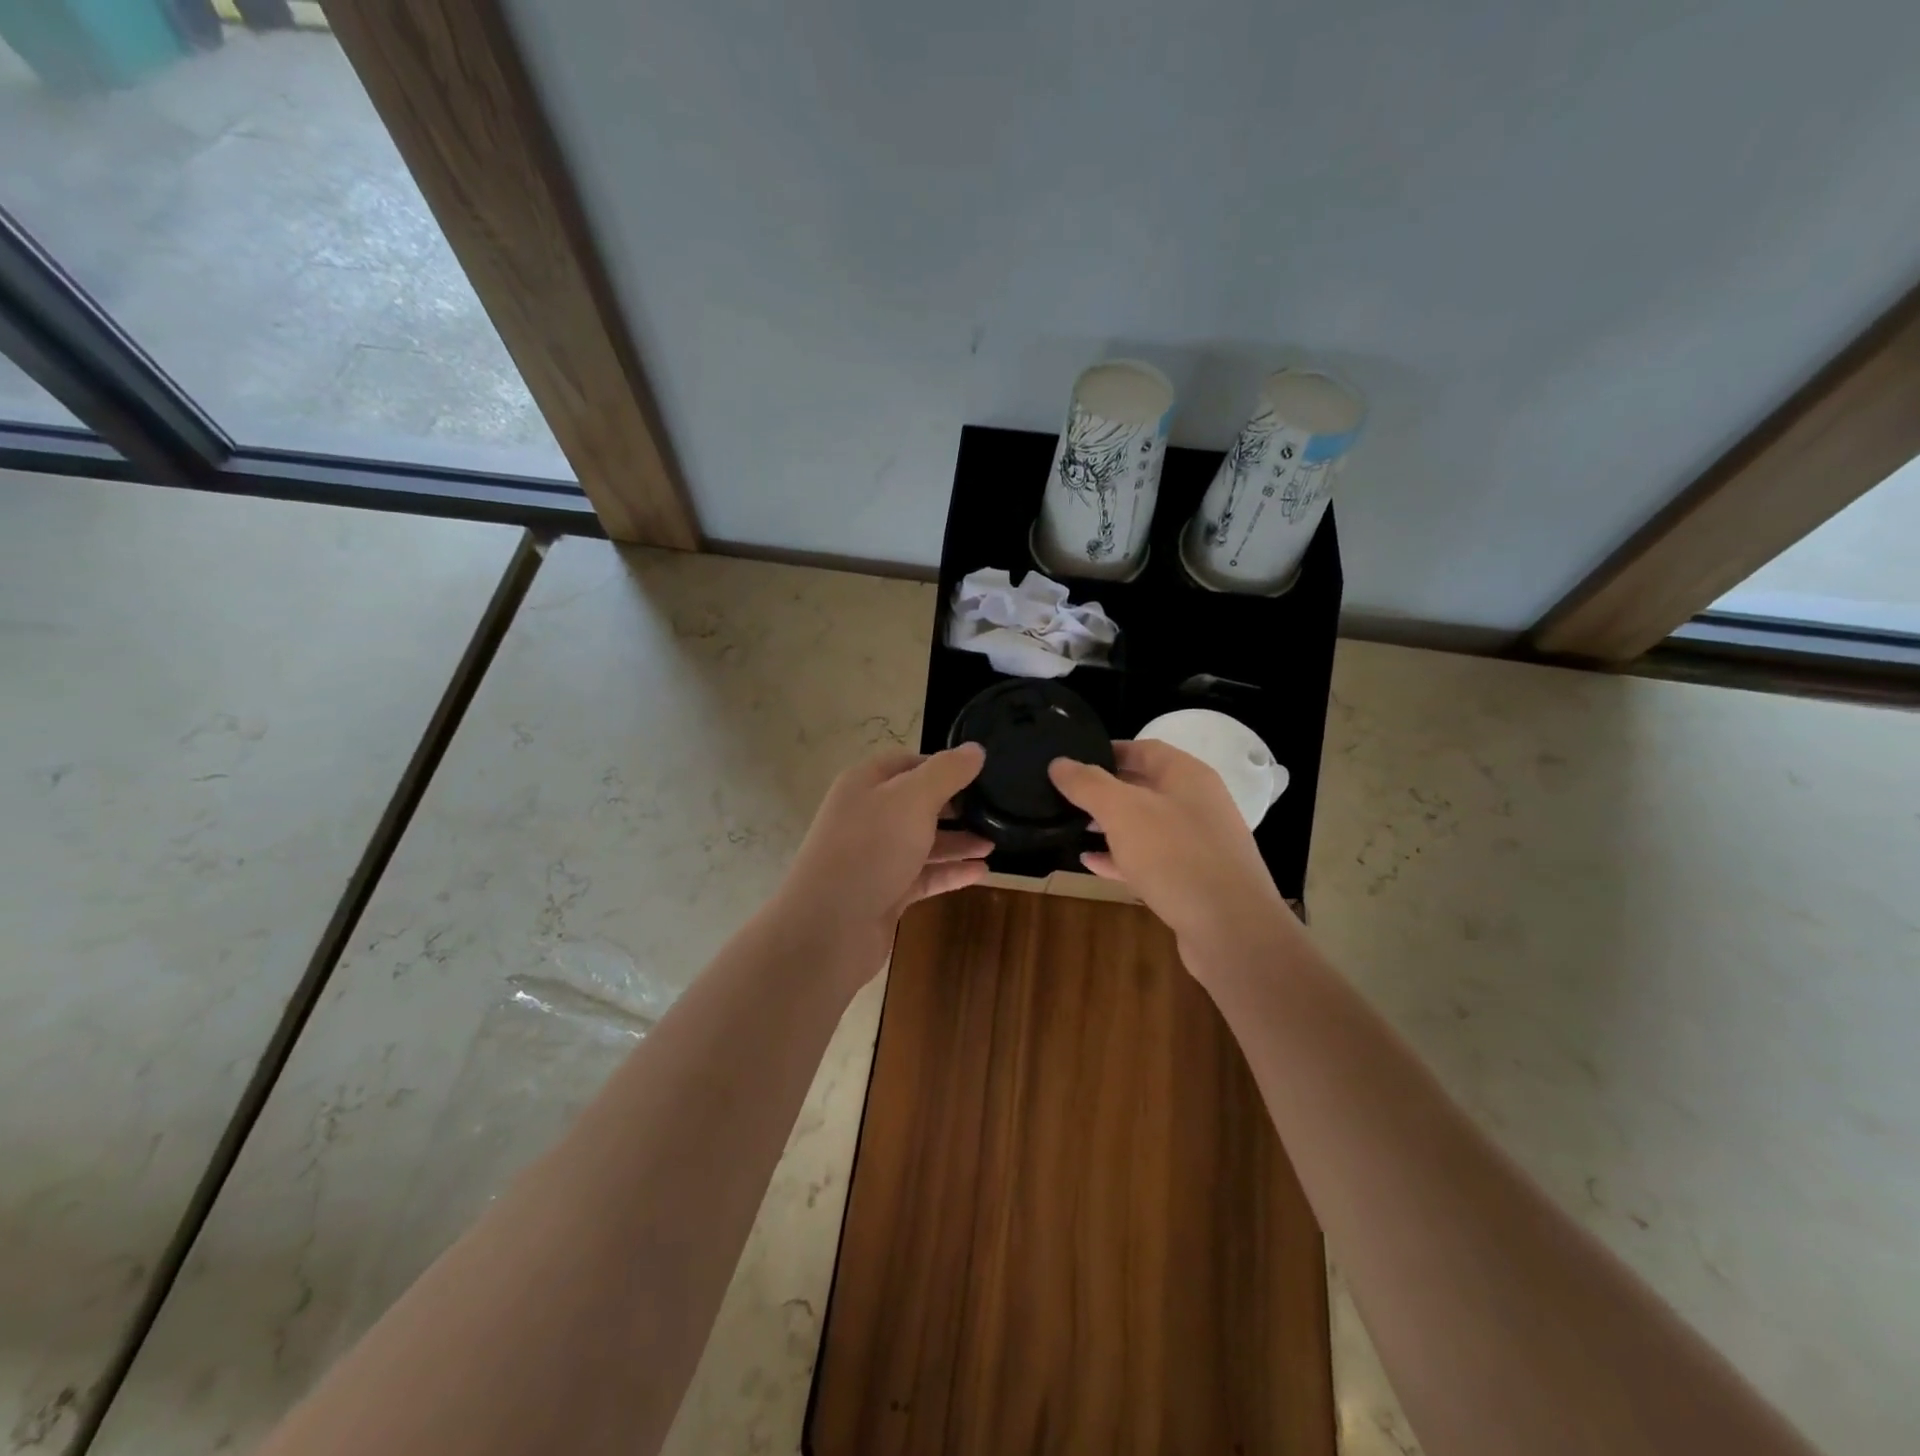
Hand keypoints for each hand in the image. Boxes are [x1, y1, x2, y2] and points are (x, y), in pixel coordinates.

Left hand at [777, 745, 992, 976]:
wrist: (829, 927)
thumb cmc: (871, 849)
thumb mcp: (913, 799)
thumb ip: (947, 772)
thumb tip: (975, 749)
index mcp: (866, 784)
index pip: (907, 763)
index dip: (942, 764)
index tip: (979, 772)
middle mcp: (867, 816)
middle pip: (916, 803)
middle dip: (954, 806)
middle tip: (993, 808)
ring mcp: (874, 857)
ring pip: (922, 842)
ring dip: (957, 841)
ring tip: (994, 842)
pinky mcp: (884, 892)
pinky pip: (923, 876)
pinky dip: (950, 872)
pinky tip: (981, 872)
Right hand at [1049, 740, 1295, 978]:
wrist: (1231, 929)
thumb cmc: (1176, 856)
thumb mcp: (1123, 811)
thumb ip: (1088, 784)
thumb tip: (1059, 763)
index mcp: (1187, 776)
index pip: (1144, 750)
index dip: (1108, 751)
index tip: (1072, 761)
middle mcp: (1197, 804)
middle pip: (1145, 787)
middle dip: (1105, 791)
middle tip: (1065, 796)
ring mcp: (1198, 844)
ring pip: (1146, 825)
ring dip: (1110, 826)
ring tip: (1072, 827)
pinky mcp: (1193, 879)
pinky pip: (1151, 859)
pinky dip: (1121, 858)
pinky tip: (1091, 863)